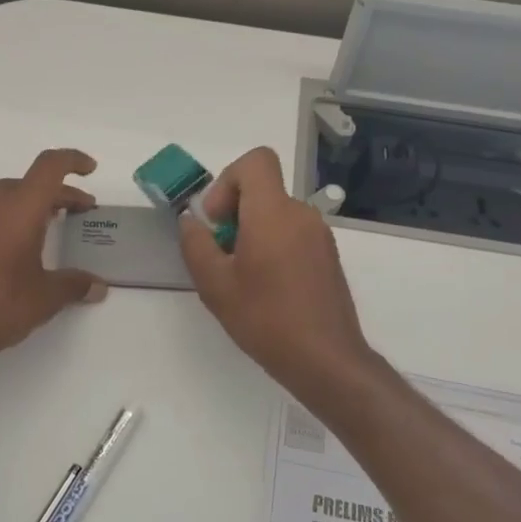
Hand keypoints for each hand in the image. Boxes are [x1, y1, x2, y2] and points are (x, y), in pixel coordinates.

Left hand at [0, 148, 106, 373]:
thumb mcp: (46, 298)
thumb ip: (75, 285)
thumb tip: (98, 287)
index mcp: (19, 208)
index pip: (49, 166)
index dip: (72, 160)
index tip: (89, 168)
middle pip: (26, 184)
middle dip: (54, 194)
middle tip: (74, 213)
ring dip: (23, 206)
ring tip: (37, 230)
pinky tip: (0, 250)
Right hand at [179, 147, 377, 401]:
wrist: (326, 360)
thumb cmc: (265, 319)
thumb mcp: (215, 285)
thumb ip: (195, 245)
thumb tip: (192, 222)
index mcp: (273, 213)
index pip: (256, 161)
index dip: (228, 181)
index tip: (218, 221)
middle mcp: (302, 215)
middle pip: (263, 190)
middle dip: (234, 213)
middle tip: (222, 255)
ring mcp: (320, 236)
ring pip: (276, 214)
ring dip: (253, 233)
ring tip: (242, 278)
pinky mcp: (328, 256)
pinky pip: (293, 234)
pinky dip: (273, 246)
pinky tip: (266, 289)